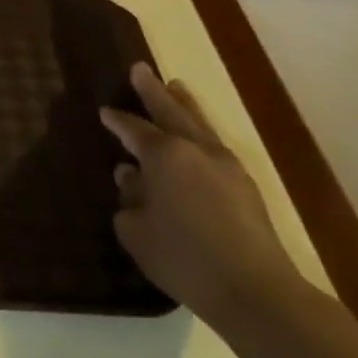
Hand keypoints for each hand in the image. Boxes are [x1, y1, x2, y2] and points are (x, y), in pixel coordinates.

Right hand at [101, 64, 303, 333]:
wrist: (253, 289)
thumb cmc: (182, 256)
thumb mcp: (135, 229)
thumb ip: (128, 197)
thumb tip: (131, 177)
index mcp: (165, 155)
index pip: (133, 129)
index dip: (117, 121)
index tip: (104, 112)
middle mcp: (196, 150)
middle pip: (172, 112)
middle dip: (153, 91)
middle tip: (140, 69)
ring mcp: (227, 166)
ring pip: (200, 124)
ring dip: (184, 105)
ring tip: (176, 86)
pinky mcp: (246, 187)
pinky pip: (214, 146)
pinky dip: (200, 132)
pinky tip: (195, 139)